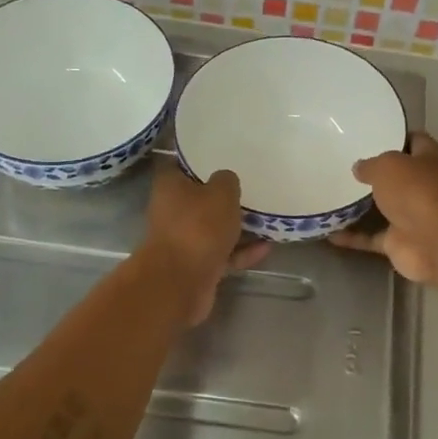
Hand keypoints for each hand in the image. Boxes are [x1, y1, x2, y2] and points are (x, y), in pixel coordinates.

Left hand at [140, 165, 267, 324]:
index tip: (223, 156)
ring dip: (236, 226)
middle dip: (223, 196)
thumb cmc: (198, 227)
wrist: (181, 283)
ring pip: (213, 228)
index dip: (200, 160)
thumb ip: (227, 181)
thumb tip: (226, 180)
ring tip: (266, 218)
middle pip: (199, 198)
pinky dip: (242, 251)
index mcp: (170, 187)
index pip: (181, 165)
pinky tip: (267, 247)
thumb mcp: (221, 193)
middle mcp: (172, 212)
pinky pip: (223, 253)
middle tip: (251, 186)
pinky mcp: (197, 265)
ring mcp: (184, 241)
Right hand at [330, 133, 437, 283]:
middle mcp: (425, 186)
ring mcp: (413, 216)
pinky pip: (370, 237)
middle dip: (374, 173)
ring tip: (330, 195)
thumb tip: (359, 168)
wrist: (437, 242)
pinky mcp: (400, 242)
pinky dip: (352, 237)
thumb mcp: (388, 165)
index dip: (393, 136)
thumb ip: (370, 164)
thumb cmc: (417, 191)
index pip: (414, 140)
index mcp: (432, 158)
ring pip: (383, 208)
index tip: (367, 135)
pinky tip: (327, 232)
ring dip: (360, 206)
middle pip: (397, 176)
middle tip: (341, 165)